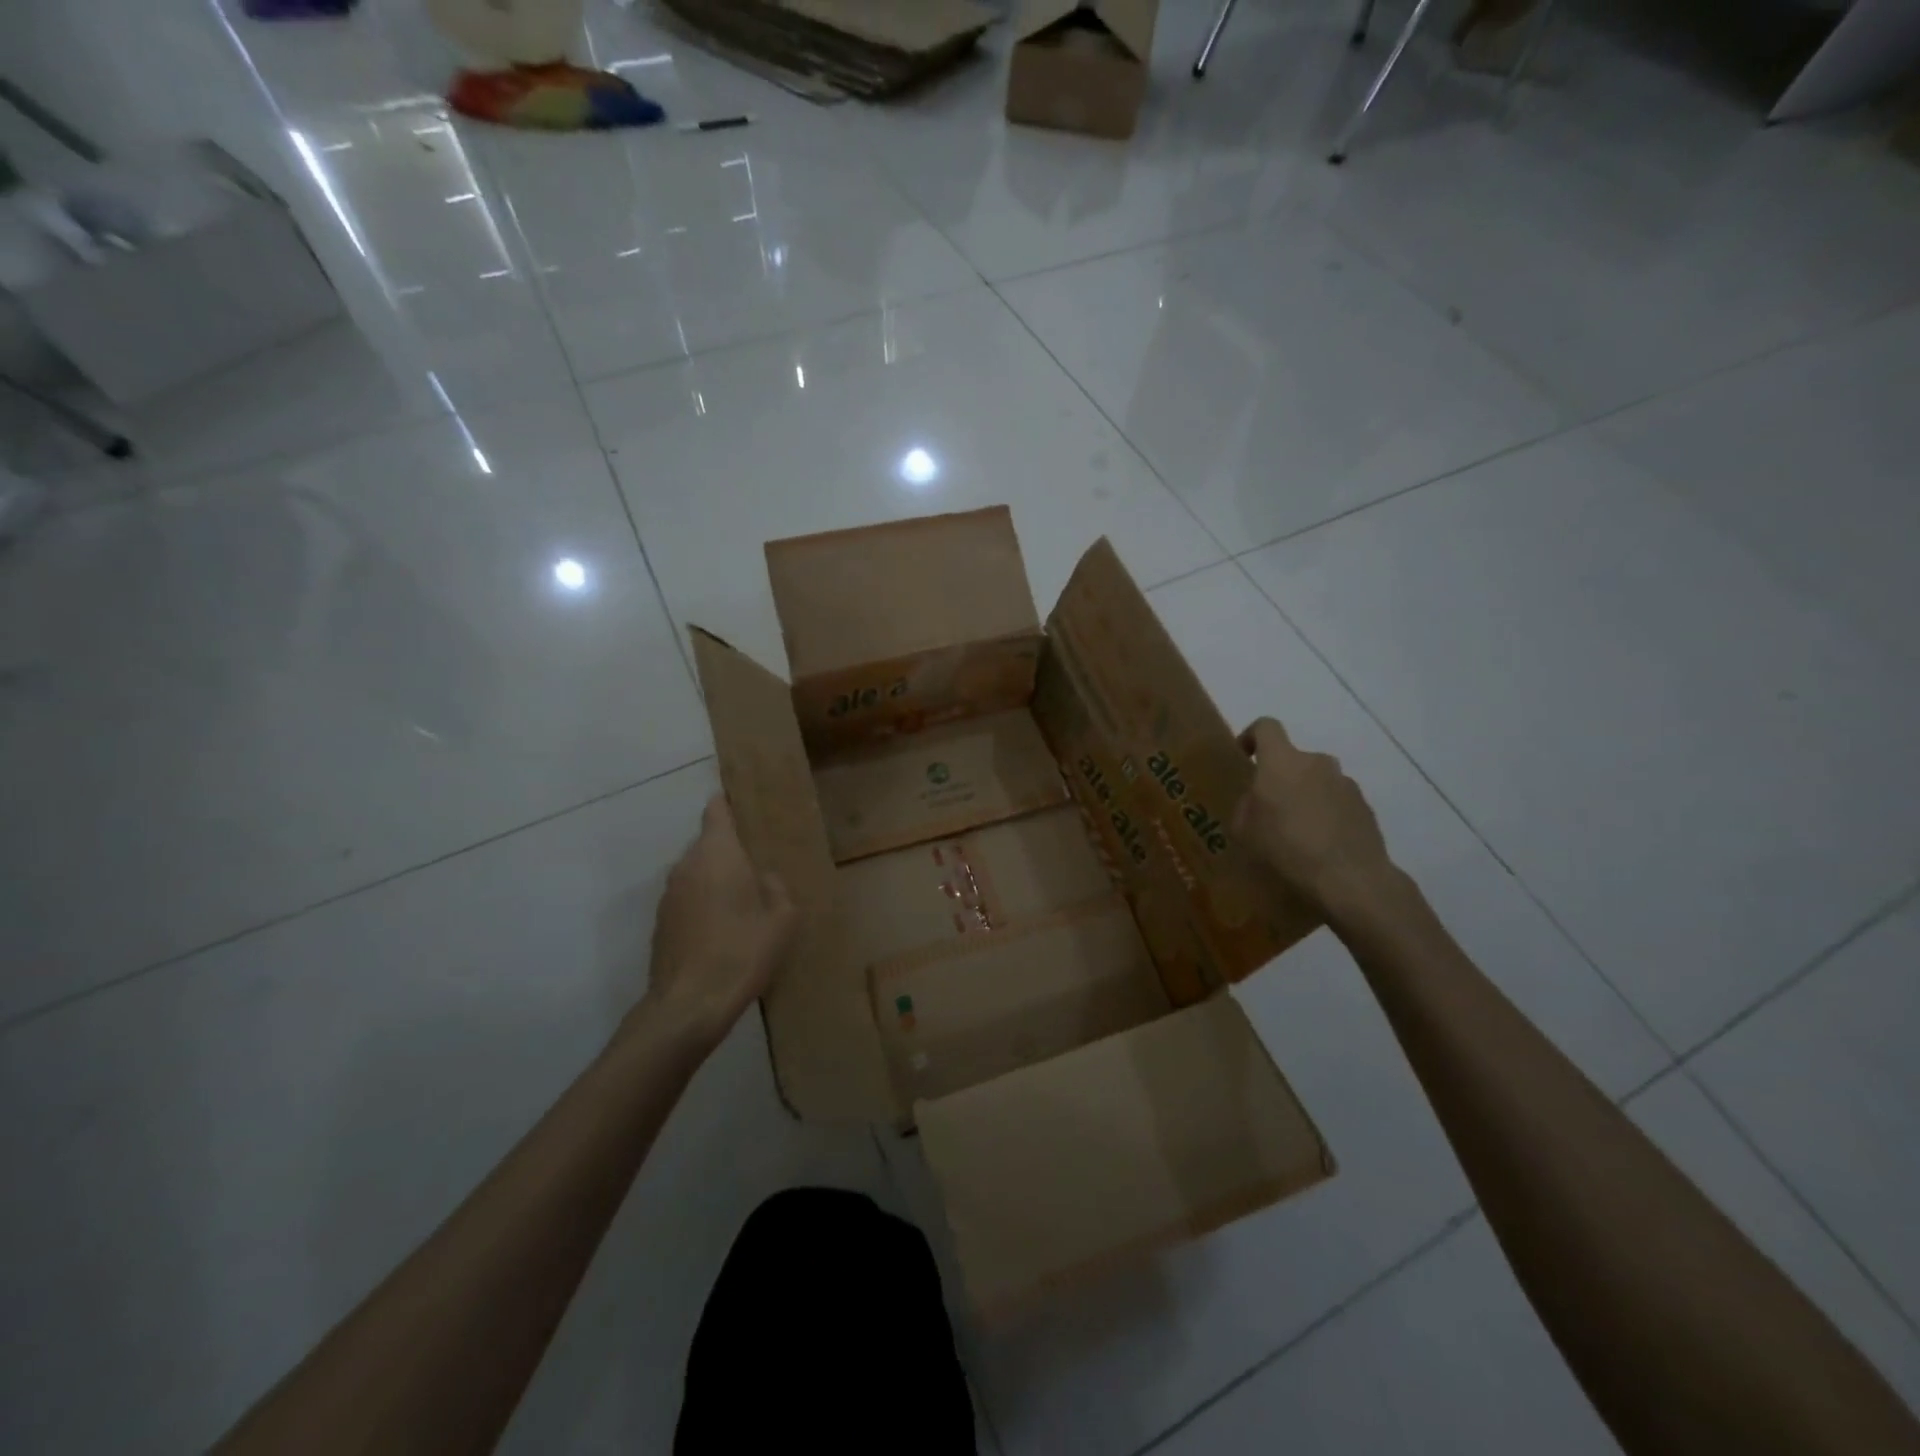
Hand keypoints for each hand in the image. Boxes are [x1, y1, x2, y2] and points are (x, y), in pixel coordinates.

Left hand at [636, 795, 798, 1048]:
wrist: (689, 1005)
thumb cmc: (742, 952)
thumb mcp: (782, 919)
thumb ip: (777, 887)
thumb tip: (765, 878)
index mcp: (718, 854)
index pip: (716, 810)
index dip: (728, 802)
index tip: (744, 802)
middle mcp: (687, 865)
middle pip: (709, 843)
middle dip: (731, 850)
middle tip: (759, 866)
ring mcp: (669, 895)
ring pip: (697, 873)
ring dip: (717, 879)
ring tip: (744, 902)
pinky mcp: (661, 923)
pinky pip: (688, 898)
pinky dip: (704, 904)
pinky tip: (724, 931)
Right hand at [1234, 717, 1398, 920]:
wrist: (1350, 878)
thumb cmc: (1287, 848)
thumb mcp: (1245, 830)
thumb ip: (1247, 805)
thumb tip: (1257, 800)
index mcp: (1281, 762)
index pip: (1266, 727)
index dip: (1252, 735)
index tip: (1245, 755)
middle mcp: (1316, 762)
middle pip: (1293, 759)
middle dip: (1280, 778)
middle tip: (1270, 809)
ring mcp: (1345, 783)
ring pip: (1316, 781)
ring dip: (1305, 796)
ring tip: (1298, 832)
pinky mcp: (1365, 806)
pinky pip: (1336, 802)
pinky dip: (1326, 814)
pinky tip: (1321, 845)